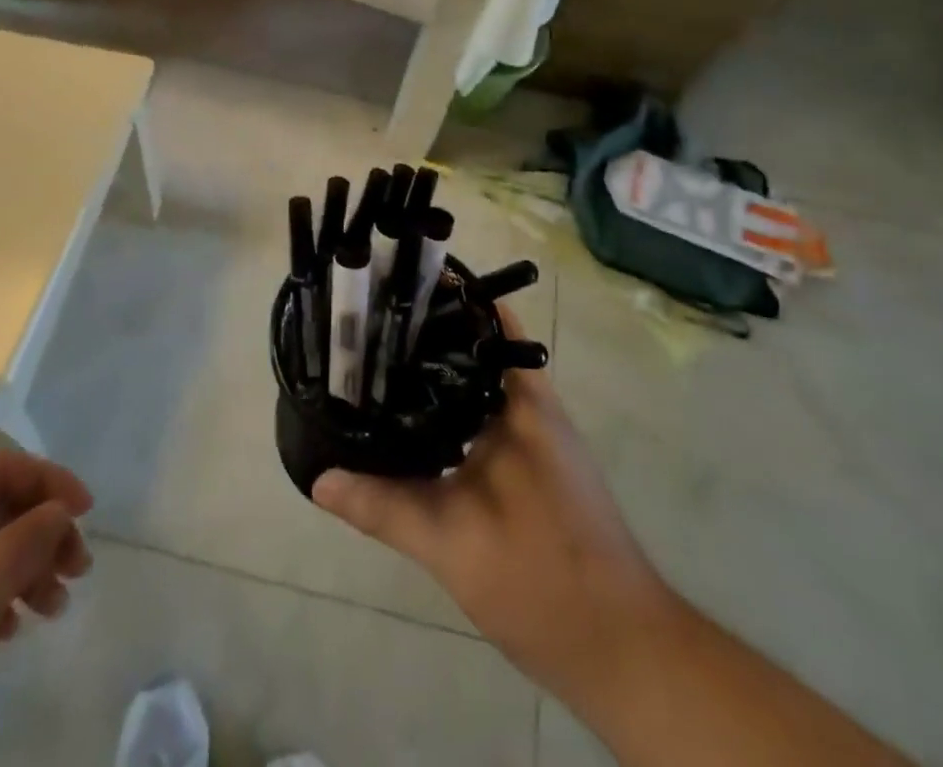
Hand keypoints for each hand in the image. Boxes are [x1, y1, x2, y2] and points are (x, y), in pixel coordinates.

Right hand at [313, 308, 675, 724]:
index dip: (447, 301)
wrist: (623, 651)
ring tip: (381, 370)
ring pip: (483, 388)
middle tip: (372, 331)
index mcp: (524, 404)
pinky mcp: (538, 470)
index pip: (488, 325)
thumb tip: (320, 478)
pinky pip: (488, 421)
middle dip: (430, 338)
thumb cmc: (542, 580)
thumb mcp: (451, 543)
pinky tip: (417, 430)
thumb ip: (384, 506)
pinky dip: (454, 414)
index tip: (398, 290)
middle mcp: (535, 409)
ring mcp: (540, 440)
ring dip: (441, 377)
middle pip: (480, 351)